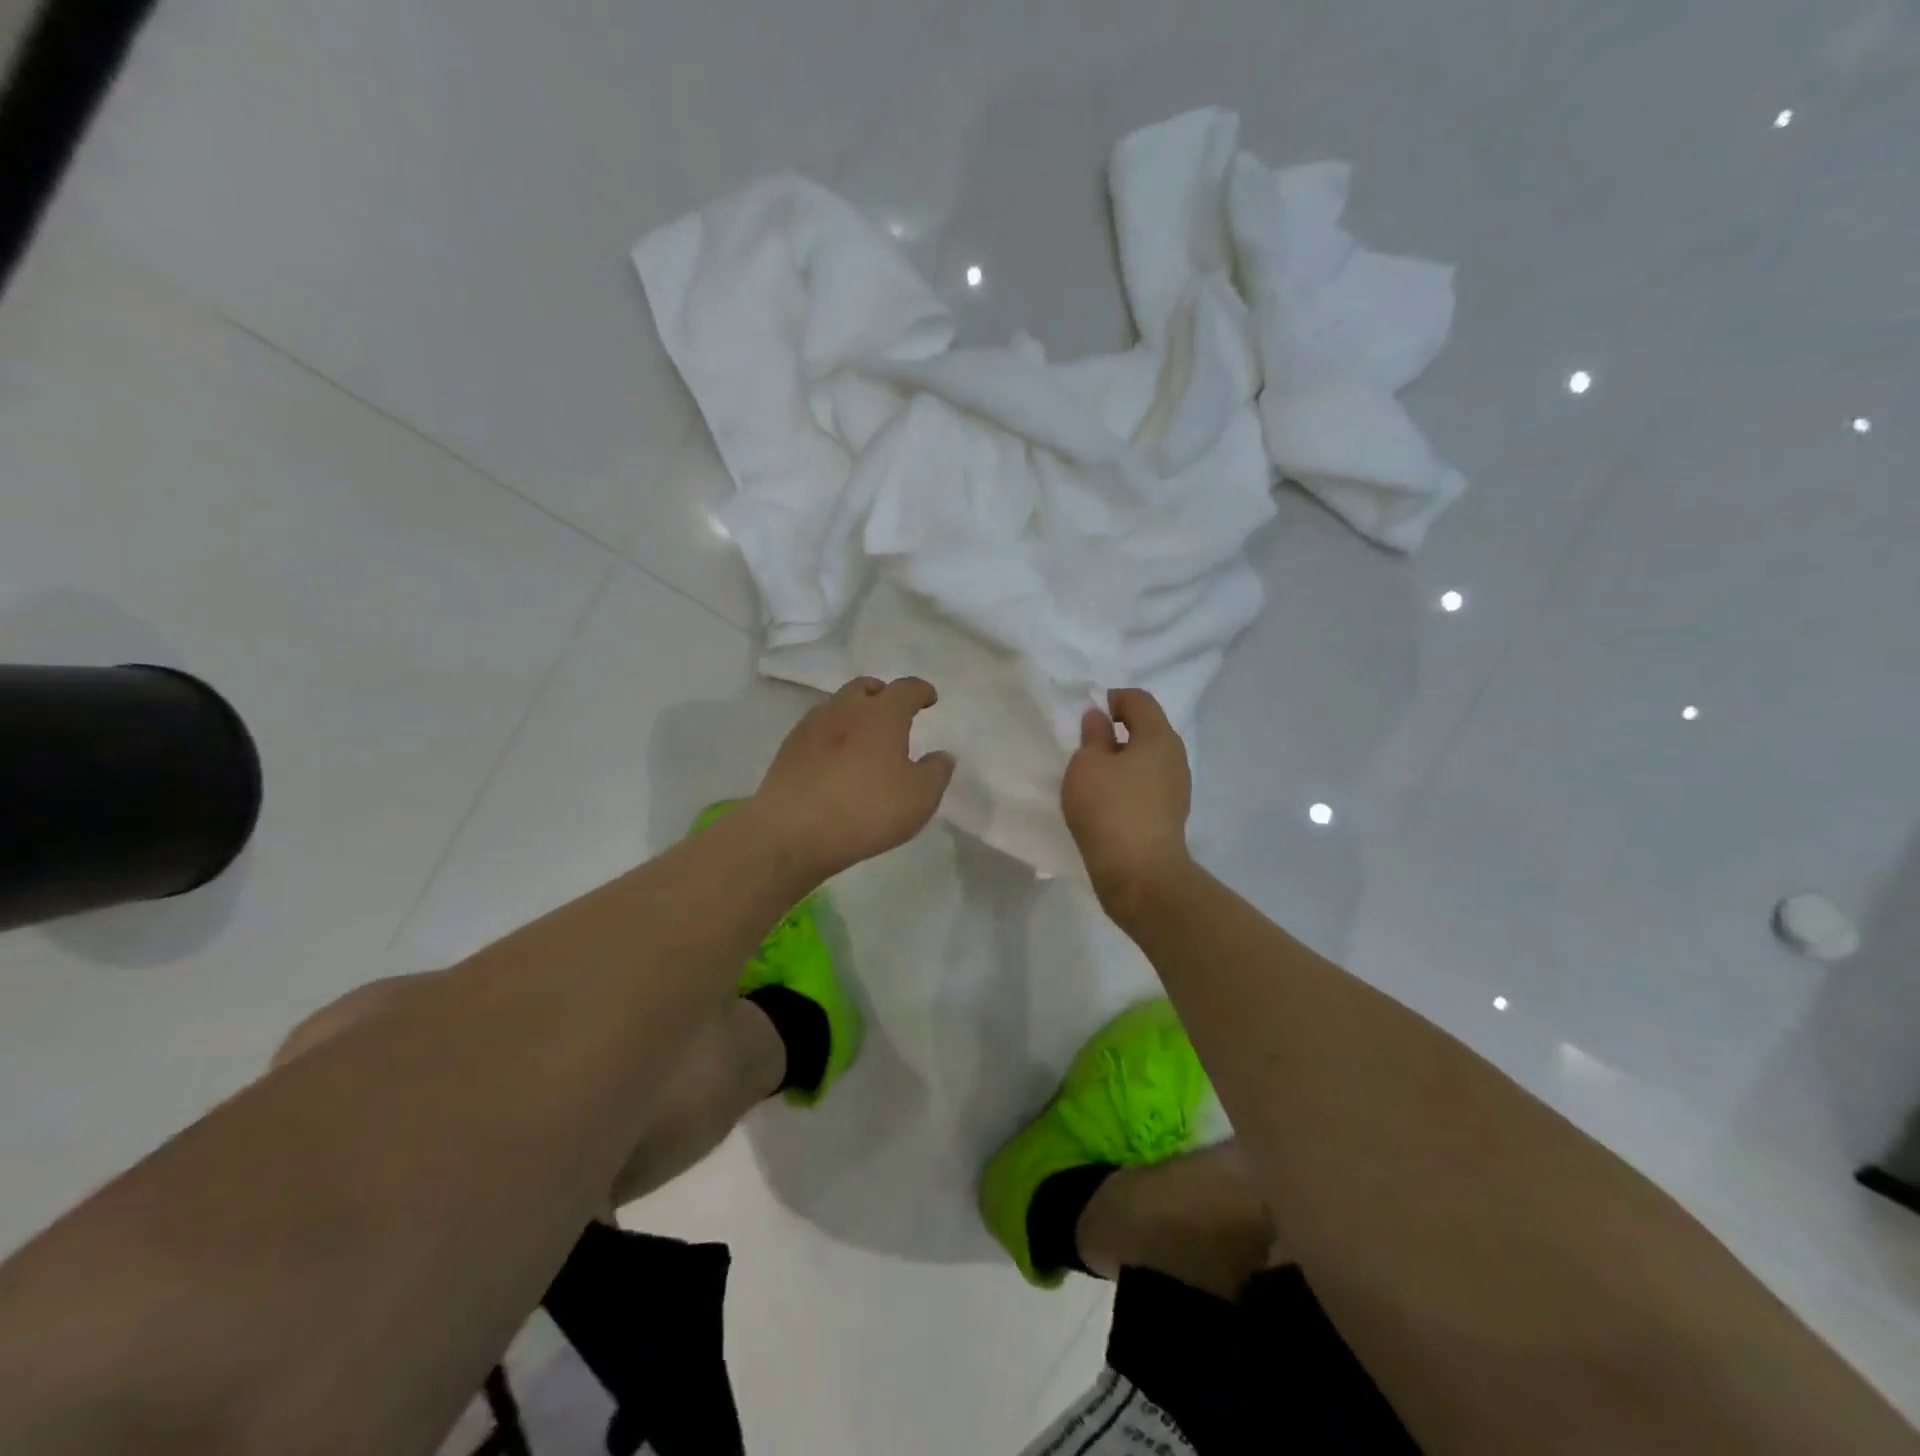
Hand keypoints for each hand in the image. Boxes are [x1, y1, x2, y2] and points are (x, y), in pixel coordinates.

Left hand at [751, 676, 954, 880]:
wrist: (792, 831)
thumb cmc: (866, 810)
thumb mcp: (919, 798)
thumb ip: (936, 772)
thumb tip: (941, 756)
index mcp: (883, 714)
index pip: (906, 689)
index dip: (921, 691)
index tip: (929, 699)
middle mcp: (845, 709)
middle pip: (865, 687)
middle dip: (883, 694)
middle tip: (893, 712)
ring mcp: (811, 726)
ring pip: (837, 705)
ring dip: (854, 712)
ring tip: (863, 735)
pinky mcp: (788, 749)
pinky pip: (816, 729)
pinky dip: (832, 734)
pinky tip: (835, 758)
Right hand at [1062, 688, 1192, 915]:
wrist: (1140, 874)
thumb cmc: (1110, 809)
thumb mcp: (1087, 765)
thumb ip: (1093, 736)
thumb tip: (1100, 719)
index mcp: (1159, 737)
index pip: (1139, 699)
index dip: (1111, 699)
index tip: (1086, 718)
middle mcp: (1175, 757)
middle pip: (1146, 729)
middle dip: (1116, 731)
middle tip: (1085, 747)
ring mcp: (1177, 788)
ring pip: (1147, 760)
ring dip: (1121, 761)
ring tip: (1092, 778)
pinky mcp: (1170, 815)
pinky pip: (1147, 786)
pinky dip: (1128, 785)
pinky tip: (1106, 803)